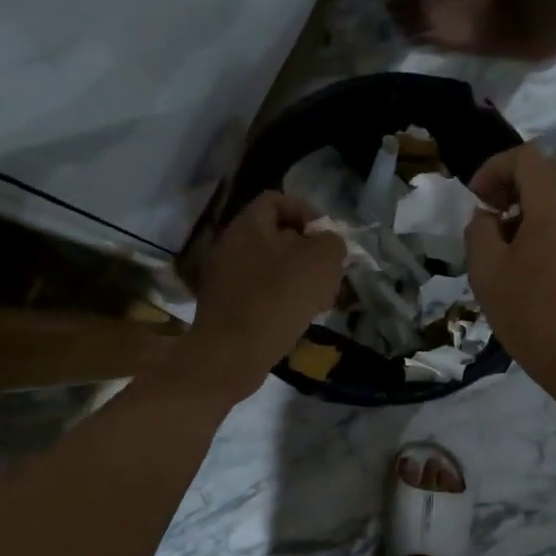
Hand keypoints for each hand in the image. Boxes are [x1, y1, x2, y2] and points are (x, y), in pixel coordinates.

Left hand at [171, 192, 346, 403]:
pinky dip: (281, 299)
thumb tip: (327, 243)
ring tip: (320, 299)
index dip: (306, 212)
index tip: (327, 238)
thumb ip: (331, 242)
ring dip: (298, 278)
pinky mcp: (225, 306)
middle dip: (308, 252)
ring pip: (270, 267)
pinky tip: (299, 318)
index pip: (277, 200)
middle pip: (276, 236)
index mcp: (248, 226)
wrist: (232, 354)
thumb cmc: (278, 299)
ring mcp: (224, 277)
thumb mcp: (321, 262)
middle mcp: (230, 245)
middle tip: (329, 272)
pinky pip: (260, 292)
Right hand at [465, 144, 555, 394]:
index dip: (495, 168)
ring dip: (527, 203)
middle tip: (486, 211)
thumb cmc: (528, 312)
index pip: (527, 158)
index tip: (476, 198)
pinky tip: (524, 256)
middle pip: (546, 171)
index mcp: (554, 206)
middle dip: (511, 182)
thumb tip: (487, 217)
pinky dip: (543, 221)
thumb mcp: (486, 269)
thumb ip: (480, 230)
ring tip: (501, 237)